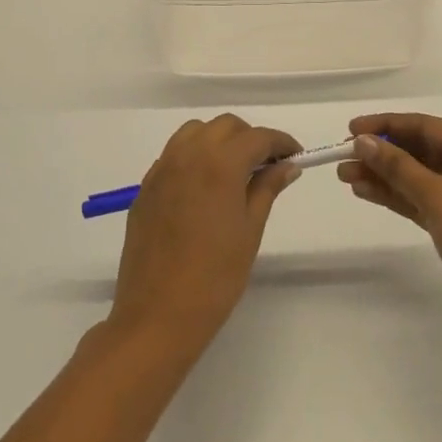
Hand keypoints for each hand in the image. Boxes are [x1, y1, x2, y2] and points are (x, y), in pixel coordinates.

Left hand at [109, 115, 301, 353]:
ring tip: (235, 171)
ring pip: (195, 133)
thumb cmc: (215, 277)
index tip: (295, 156)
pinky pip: (173, 155)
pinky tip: (204, 187)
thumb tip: (287, 165)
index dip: (281, 142)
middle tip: (267, 165)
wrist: (157, 315)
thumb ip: (267, 188)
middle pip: (225, 127)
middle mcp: (188, 156)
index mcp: (219, 164)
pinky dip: (194, 156)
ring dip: (219, 141)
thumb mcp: (250, 230)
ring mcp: (162, 170)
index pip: (257, 137)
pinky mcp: (145, 188)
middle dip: (250, 138)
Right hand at [338, 113, 441, 348]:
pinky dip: (395, 197)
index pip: (424, 125)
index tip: (350, 130)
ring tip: (345, 177)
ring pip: (416, 177)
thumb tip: (364, 141)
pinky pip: (420, 200)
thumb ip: (398, 167)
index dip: (385, 125)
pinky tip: (366, 193)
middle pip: (418, 150)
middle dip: (380, 153)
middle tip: (342, 159)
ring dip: (383, 176)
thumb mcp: (438, 195)